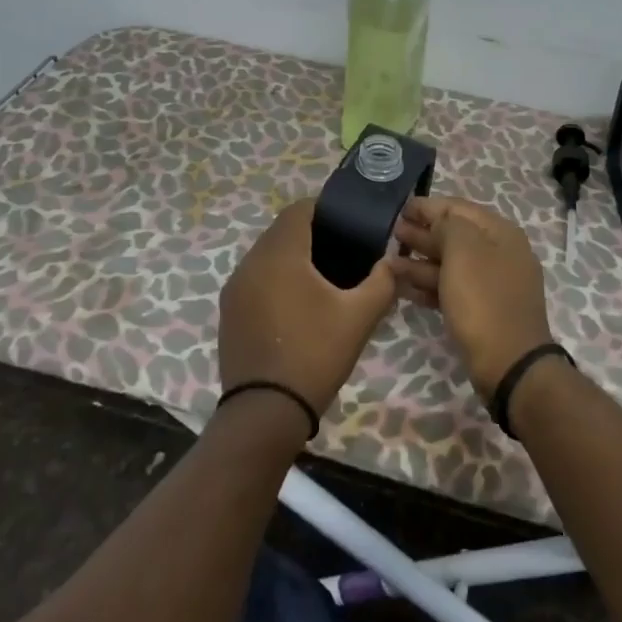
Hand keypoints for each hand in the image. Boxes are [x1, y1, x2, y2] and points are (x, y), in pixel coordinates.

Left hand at [218, 199, 399, 418]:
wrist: (265, 411)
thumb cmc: (315, 354)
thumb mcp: (359, 317)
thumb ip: (381, 282)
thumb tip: (392, 264)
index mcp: (280, 254)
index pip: (299, 209)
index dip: (325, 209)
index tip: (349, 225)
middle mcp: (250, 262)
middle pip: (281, 231)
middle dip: (311, 234)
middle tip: (343, 253)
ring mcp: (234, 289)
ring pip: (266, 256)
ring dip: (292, 258)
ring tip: (323, 280)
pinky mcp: (228, 312)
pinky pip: (255, 280)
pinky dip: (275, 280)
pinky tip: (297, 306)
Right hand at [391, 195, 551, 397]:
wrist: (509, 364)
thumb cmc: (483, 300)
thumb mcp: (463, 251)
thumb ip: (446, 227)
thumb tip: (436, 224)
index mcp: (500, 233)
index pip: (458, 208)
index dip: (427, 206)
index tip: (399, 208)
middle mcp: (500, 254)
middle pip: (455, 235)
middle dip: (422, 233)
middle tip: (391, 233)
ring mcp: (492, 285)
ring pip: (451, 264)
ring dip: (420, 261)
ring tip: (388, 261)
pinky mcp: (483, 311)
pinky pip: (452, 289)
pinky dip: (428, 285)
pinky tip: (403, 287)